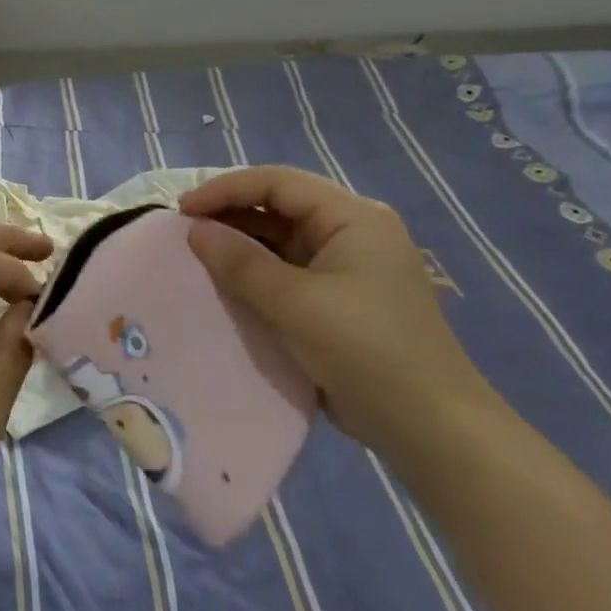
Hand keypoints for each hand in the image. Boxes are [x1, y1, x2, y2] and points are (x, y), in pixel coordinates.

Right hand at [179, 166, 495, 456]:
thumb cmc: (366, 351)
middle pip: (279, 207)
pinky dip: (254, 275)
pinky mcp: (338, 299)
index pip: (278, 183)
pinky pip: (287, 272)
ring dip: (239, 246)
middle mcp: (352, 233)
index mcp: (353, 218)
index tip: (181, 211)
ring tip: (196, 259)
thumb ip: (241, 263)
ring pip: (280, 240)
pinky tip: (225, 287)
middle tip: (183, 235)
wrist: (430, 428)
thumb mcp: (296, 304)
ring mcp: (347, 267)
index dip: (224, 189)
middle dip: (229, 215)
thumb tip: (194, 231)